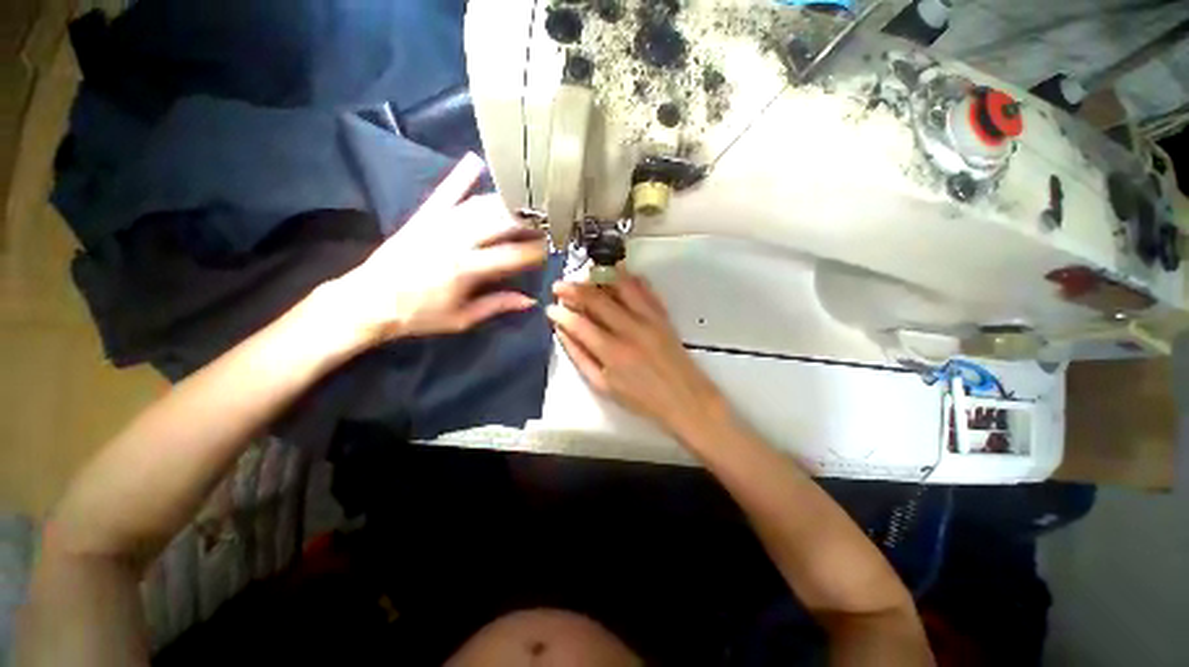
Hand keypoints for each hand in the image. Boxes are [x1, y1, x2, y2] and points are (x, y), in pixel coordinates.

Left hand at [331, 154, 547, 344]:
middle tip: (545, 224)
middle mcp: (456, 240)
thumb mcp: (462, 319)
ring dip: (507, 203)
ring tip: (527, 204)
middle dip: (528, 222)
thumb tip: (529, 300)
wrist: (368, 301)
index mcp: (467, 269)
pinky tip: (476, 161)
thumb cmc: (419, 315)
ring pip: (480, 205)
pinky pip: (445, 192)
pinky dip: (461, 176)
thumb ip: (497, 305)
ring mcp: (439, 224)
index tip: (549, 251)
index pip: (513, 255)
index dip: (535, 252)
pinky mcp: (423, 216)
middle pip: (501, 223)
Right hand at [547, 273, 730, 442]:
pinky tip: (616, 273)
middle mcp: (630, 329)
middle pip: (596, 299)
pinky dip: (628, 277)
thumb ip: (580, 358)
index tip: (550, 308)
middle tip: (558, 286)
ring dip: (599, 277)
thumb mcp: (604, 386)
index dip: (560, 313)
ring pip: (620, 286)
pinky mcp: (662, 314)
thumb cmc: (641, 398)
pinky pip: (644, 288)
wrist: (684, 398)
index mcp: (612, 352)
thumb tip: (562, 333)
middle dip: (573, 289)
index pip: (579, 324)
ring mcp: (649, 318)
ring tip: (584, 276)